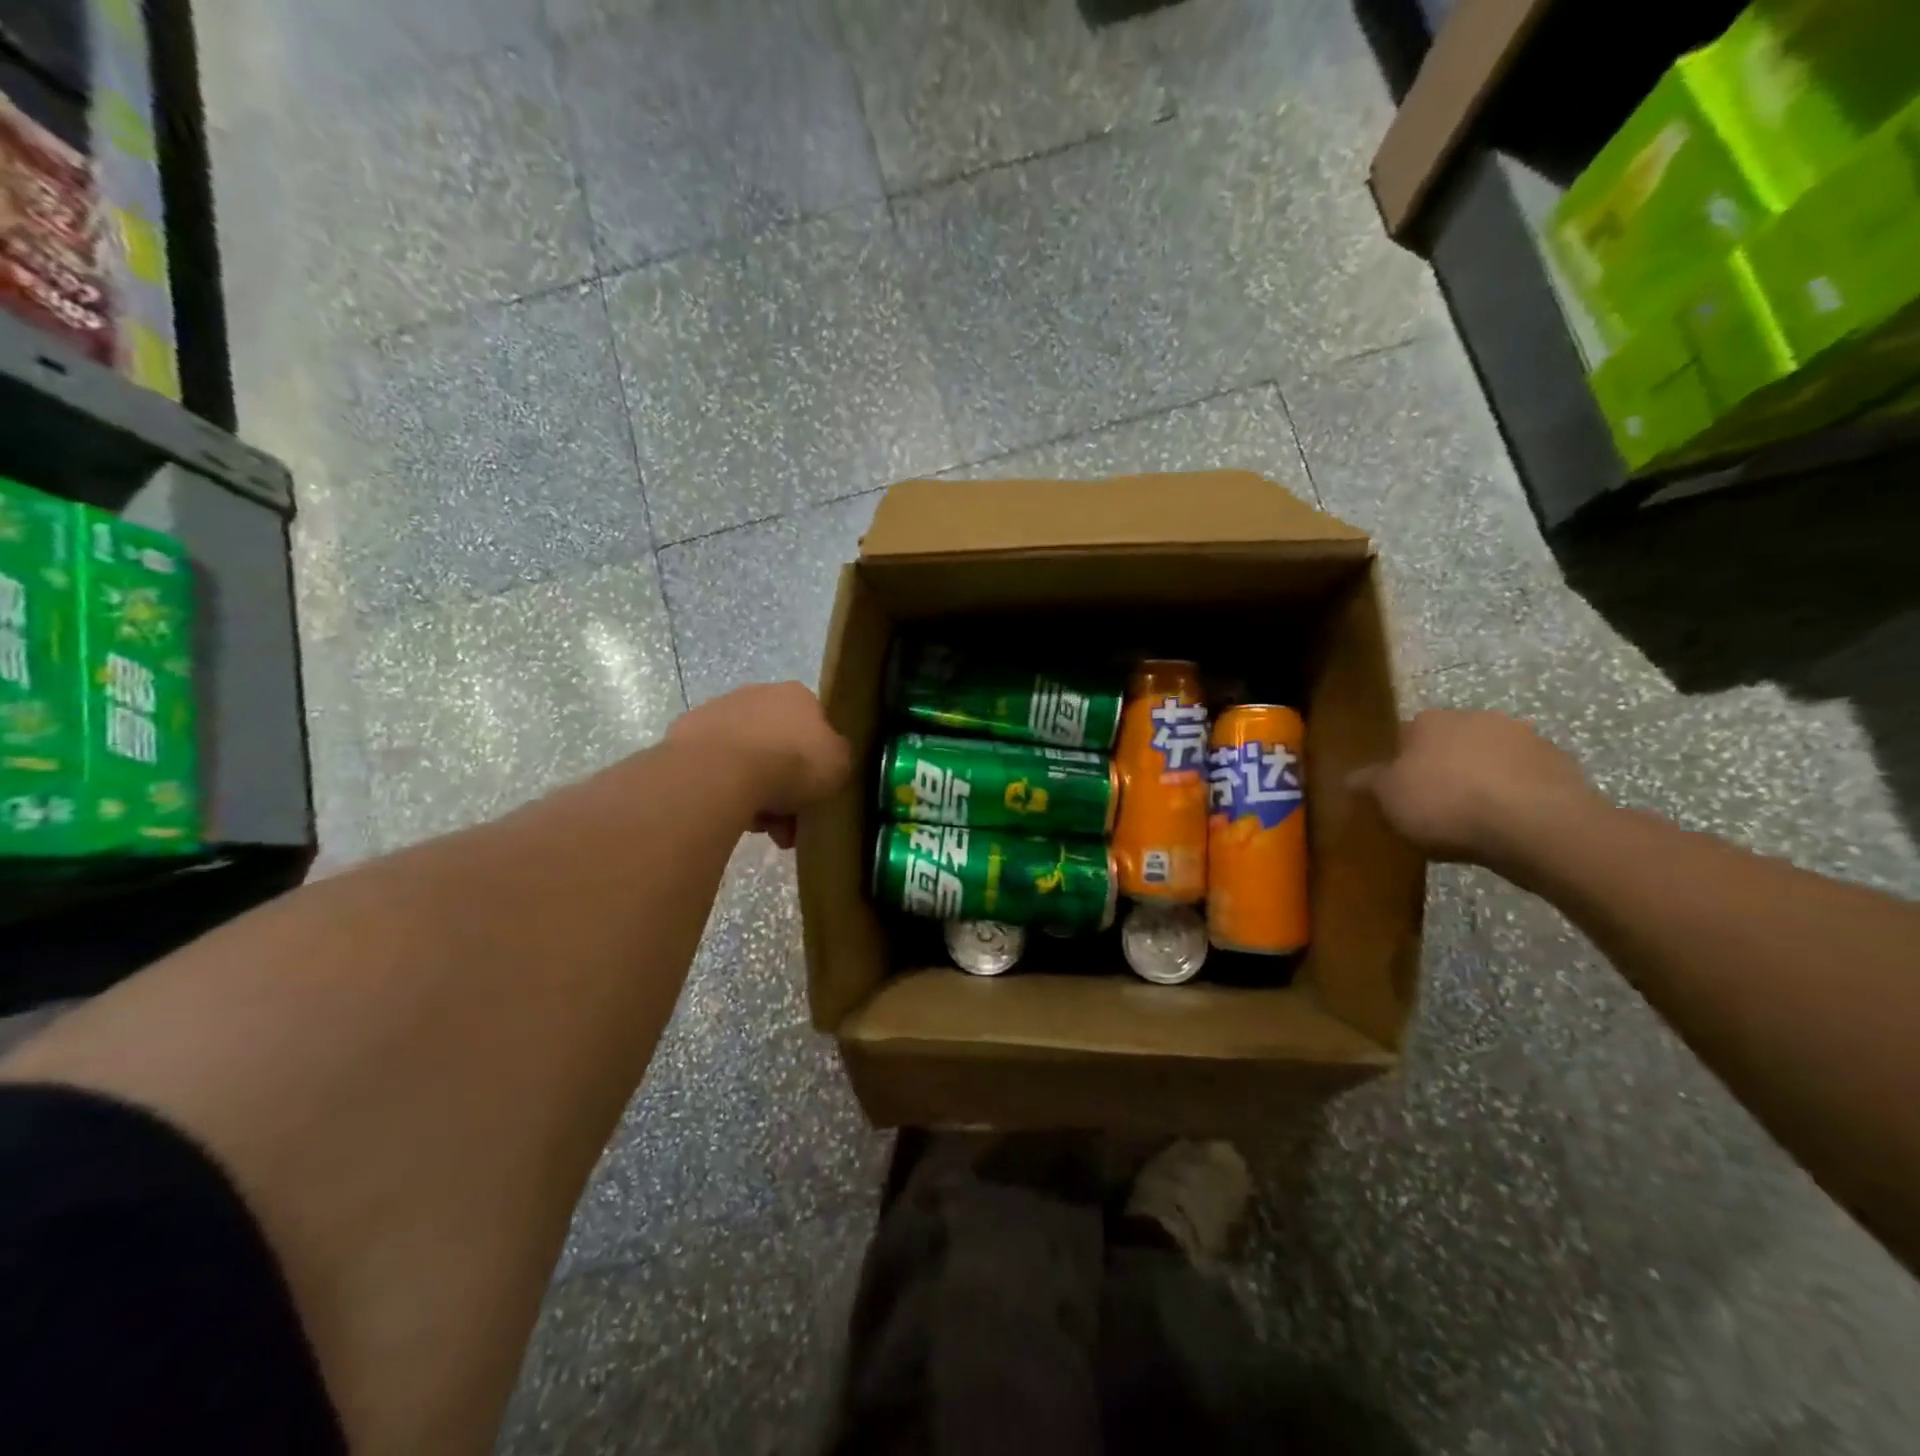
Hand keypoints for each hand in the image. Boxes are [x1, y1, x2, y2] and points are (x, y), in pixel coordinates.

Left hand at [668, 682, 851, 847]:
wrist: (723, 771)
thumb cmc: (792, 763)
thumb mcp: (839, 764)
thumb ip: (838, 757)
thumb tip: (829, 759)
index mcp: (797, 695)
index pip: (814, 726)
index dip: (816, 763)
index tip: (815, 794)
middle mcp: (757, 694)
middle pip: (778, 744)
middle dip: (784, 784)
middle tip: (786, 822)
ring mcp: (717, 711)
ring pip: (745, 758)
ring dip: (754, 791)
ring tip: (757, 828)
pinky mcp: (684, 735)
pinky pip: (715, 767)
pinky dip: (723, 788)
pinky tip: (729, 813)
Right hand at [1348, 710, 1601, 868]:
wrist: (1536, 825)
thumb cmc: (1446, 805)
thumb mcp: (1389, 799)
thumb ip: (1369, 784)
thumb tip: (1350, 777)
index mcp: (1428, 721)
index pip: (1403, 736)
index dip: (1398, 764)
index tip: (1398, 792)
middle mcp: (1474, 717)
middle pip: (1448, 743)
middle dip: (1441, 767)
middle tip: (1433, 805)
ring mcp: (1523, 738)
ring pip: (1488, 758)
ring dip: (1480, 778)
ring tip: (1473, 818)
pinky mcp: (1560, 764)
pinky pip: (1523, 779)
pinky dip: (1513, 794)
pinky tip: (1506, 823)